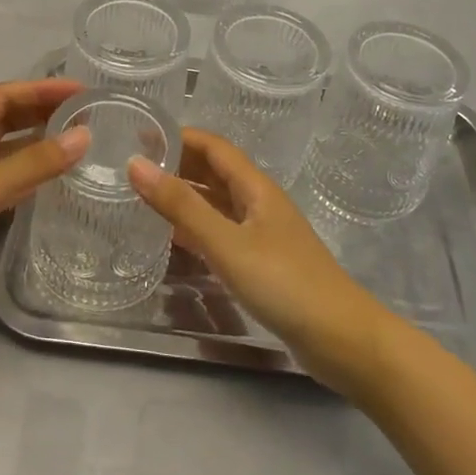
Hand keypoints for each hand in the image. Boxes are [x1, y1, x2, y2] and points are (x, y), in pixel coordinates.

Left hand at [0, 78, 88, 320]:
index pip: (2, 96)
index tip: (80, 91)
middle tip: (85, 115)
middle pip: (3, 120)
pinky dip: (26, 175)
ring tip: (76, 143)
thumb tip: (85, 136)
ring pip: (3, 151)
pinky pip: (1, 180)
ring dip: (35, 144)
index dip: (41, 90)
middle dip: (41, 113)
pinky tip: (50, 180)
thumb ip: (33, 164)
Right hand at [129, 130, 399, 393]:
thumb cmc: (285, 283)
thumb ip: (182, 205)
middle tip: (133, 167)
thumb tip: (136, 163)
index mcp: (256, 188)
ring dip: (185, 196)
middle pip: (215, 172)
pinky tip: (172, 239)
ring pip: (217, 204)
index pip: (214, 147)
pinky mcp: (262, 264)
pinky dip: (195, 229)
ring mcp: (262, 235)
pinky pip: (221, 233)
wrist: (341, 339)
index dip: (180, 136)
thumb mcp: (227, 242)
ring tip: (143, 198)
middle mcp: (259, 204)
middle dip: (178, 164)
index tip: (140, 134)